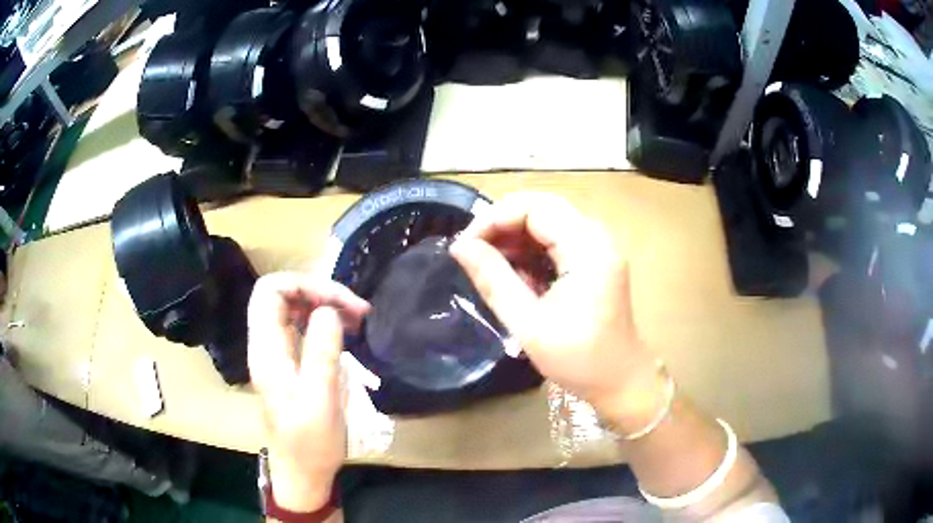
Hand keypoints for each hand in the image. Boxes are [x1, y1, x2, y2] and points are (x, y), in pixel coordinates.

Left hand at [247, 273, 369, 511]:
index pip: (269, 292)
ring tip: (356, 317)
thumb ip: (320, 356)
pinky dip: (324, 319)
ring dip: (324, 303)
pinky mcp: (290, 361)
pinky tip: (345, 331)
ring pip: (293, 307)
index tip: (339, 302)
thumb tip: (328, 311)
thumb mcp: (320, 403)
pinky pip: (302, 325)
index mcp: (266, 351)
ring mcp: (277, 353)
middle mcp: (267, 345)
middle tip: (355, 309)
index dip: (302, 284)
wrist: (302, 471)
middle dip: (319, 291)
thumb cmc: (310, 444)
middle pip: (281, 294)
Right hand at [451, 194, 662, 428]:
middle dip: (503, 225)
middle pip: (542, 208)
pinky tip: (516, 275)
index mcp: (587, 249)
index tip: (465, 246)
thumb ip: (493, 280)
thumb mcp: (528, 323)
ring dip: (516, 238)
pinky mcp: (595, 260)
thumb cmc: (578, 359)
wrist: (620, 381)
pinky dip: (532, 251)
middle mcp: (597, 238)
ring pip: (548, 222)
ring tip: (491, 266)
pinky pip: (558, 240)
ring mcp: (599, 247)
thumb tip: (460, 247)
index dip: (494, 219)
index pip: (534, 208)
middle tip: (474, 251)